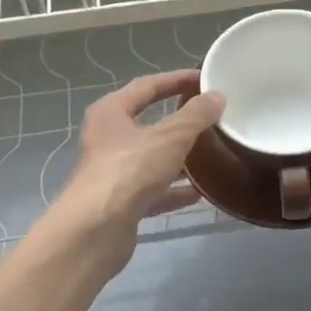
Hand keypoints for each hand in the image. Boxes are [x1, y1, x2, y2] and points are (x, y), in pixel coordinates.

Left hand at [52, 70, 224, 267]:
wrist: (94, 231)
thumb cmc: (129, 171)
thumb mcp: (170, 137)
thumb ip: (195, 116)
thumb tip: (216, 97)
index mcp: (111, 113)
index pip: (147, 86)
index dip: (176, 79)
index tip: (204, 79)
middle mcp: (107, 139)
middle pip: (148, 123)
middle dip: (179, 120)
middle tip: (210, 116)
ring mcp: (112, 173)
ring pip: (151, 159)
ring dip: (179, 157)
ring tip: (211, 153)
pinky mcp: (119, 205)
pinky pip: (152, 191)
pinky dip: (174, 190)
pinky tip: (199, 193)